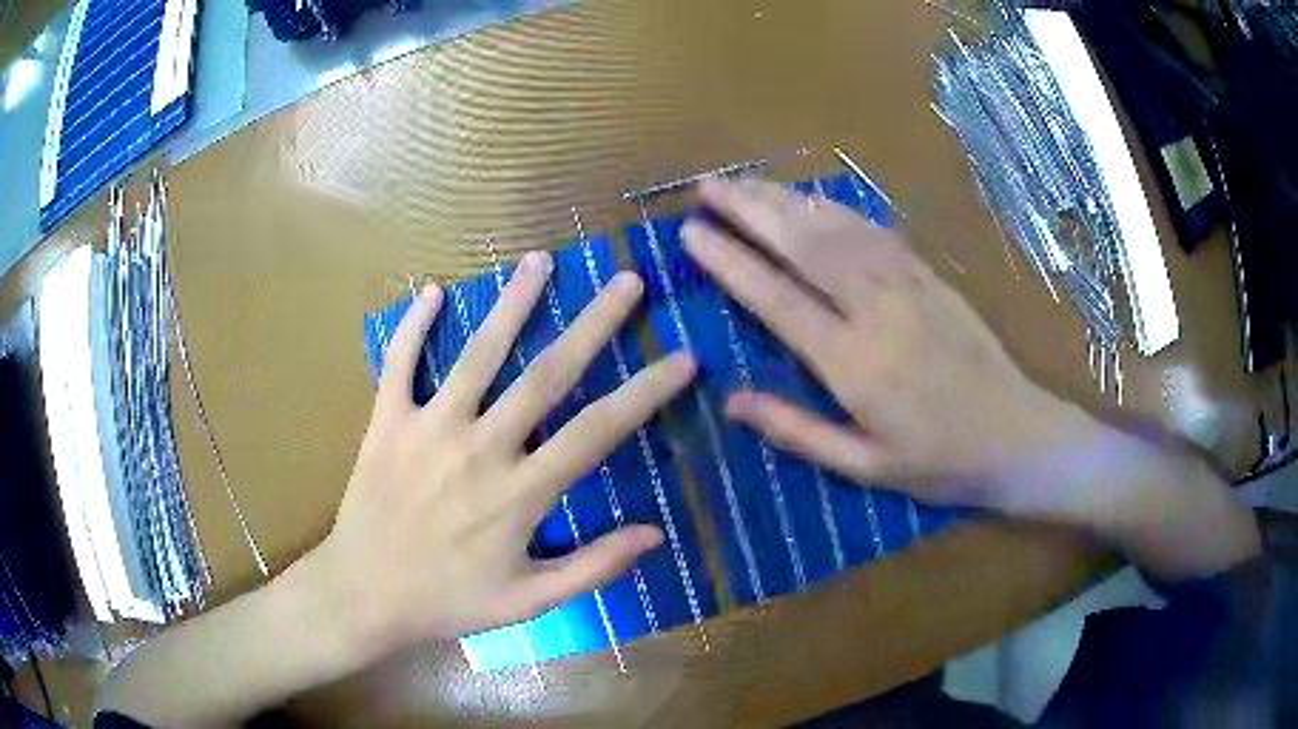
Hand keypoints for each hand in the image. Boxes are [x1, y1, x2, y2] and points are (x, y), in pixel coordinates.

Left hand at [311, 251, 694, 653]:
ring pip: (477, 354)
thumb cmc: (447, 600)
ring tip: (540, 260)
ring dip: (511, 304)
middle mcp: (479, 448)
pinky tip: (432, 292)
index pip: (597, 431)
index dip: (645, 392)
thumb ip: (592, 567)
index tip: (682, 358)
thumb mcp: (527, 601)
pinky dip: (412, 326)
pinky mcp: (386, 422)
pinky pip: (399, 364)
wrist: (363, 595)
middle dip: (593, 324)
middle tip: (627, 281)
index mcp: (519, 492)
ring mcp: (428, 428)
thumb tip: (655, 534)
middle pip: (546, 374)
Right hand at [681, 178, 1073, 508]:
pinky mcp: (929, 275)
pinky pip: (874, 230)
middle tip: (705, 189)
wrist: (1017, 435)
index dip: (730, 262)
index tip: (691, 234)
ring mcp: (907, 285)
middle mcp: (876, 311)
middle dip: (749, 210)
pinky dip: (834, 209)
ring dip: (785, 200)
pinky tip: (810, 199)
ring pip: (836, 228)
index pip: (777, 299)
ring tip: (743, 183)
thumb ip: (798, 431)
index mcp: (854, 364)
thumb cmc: (940, 462)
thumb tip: (731, 400)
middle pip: (802, 245)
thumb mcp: (865, 467)